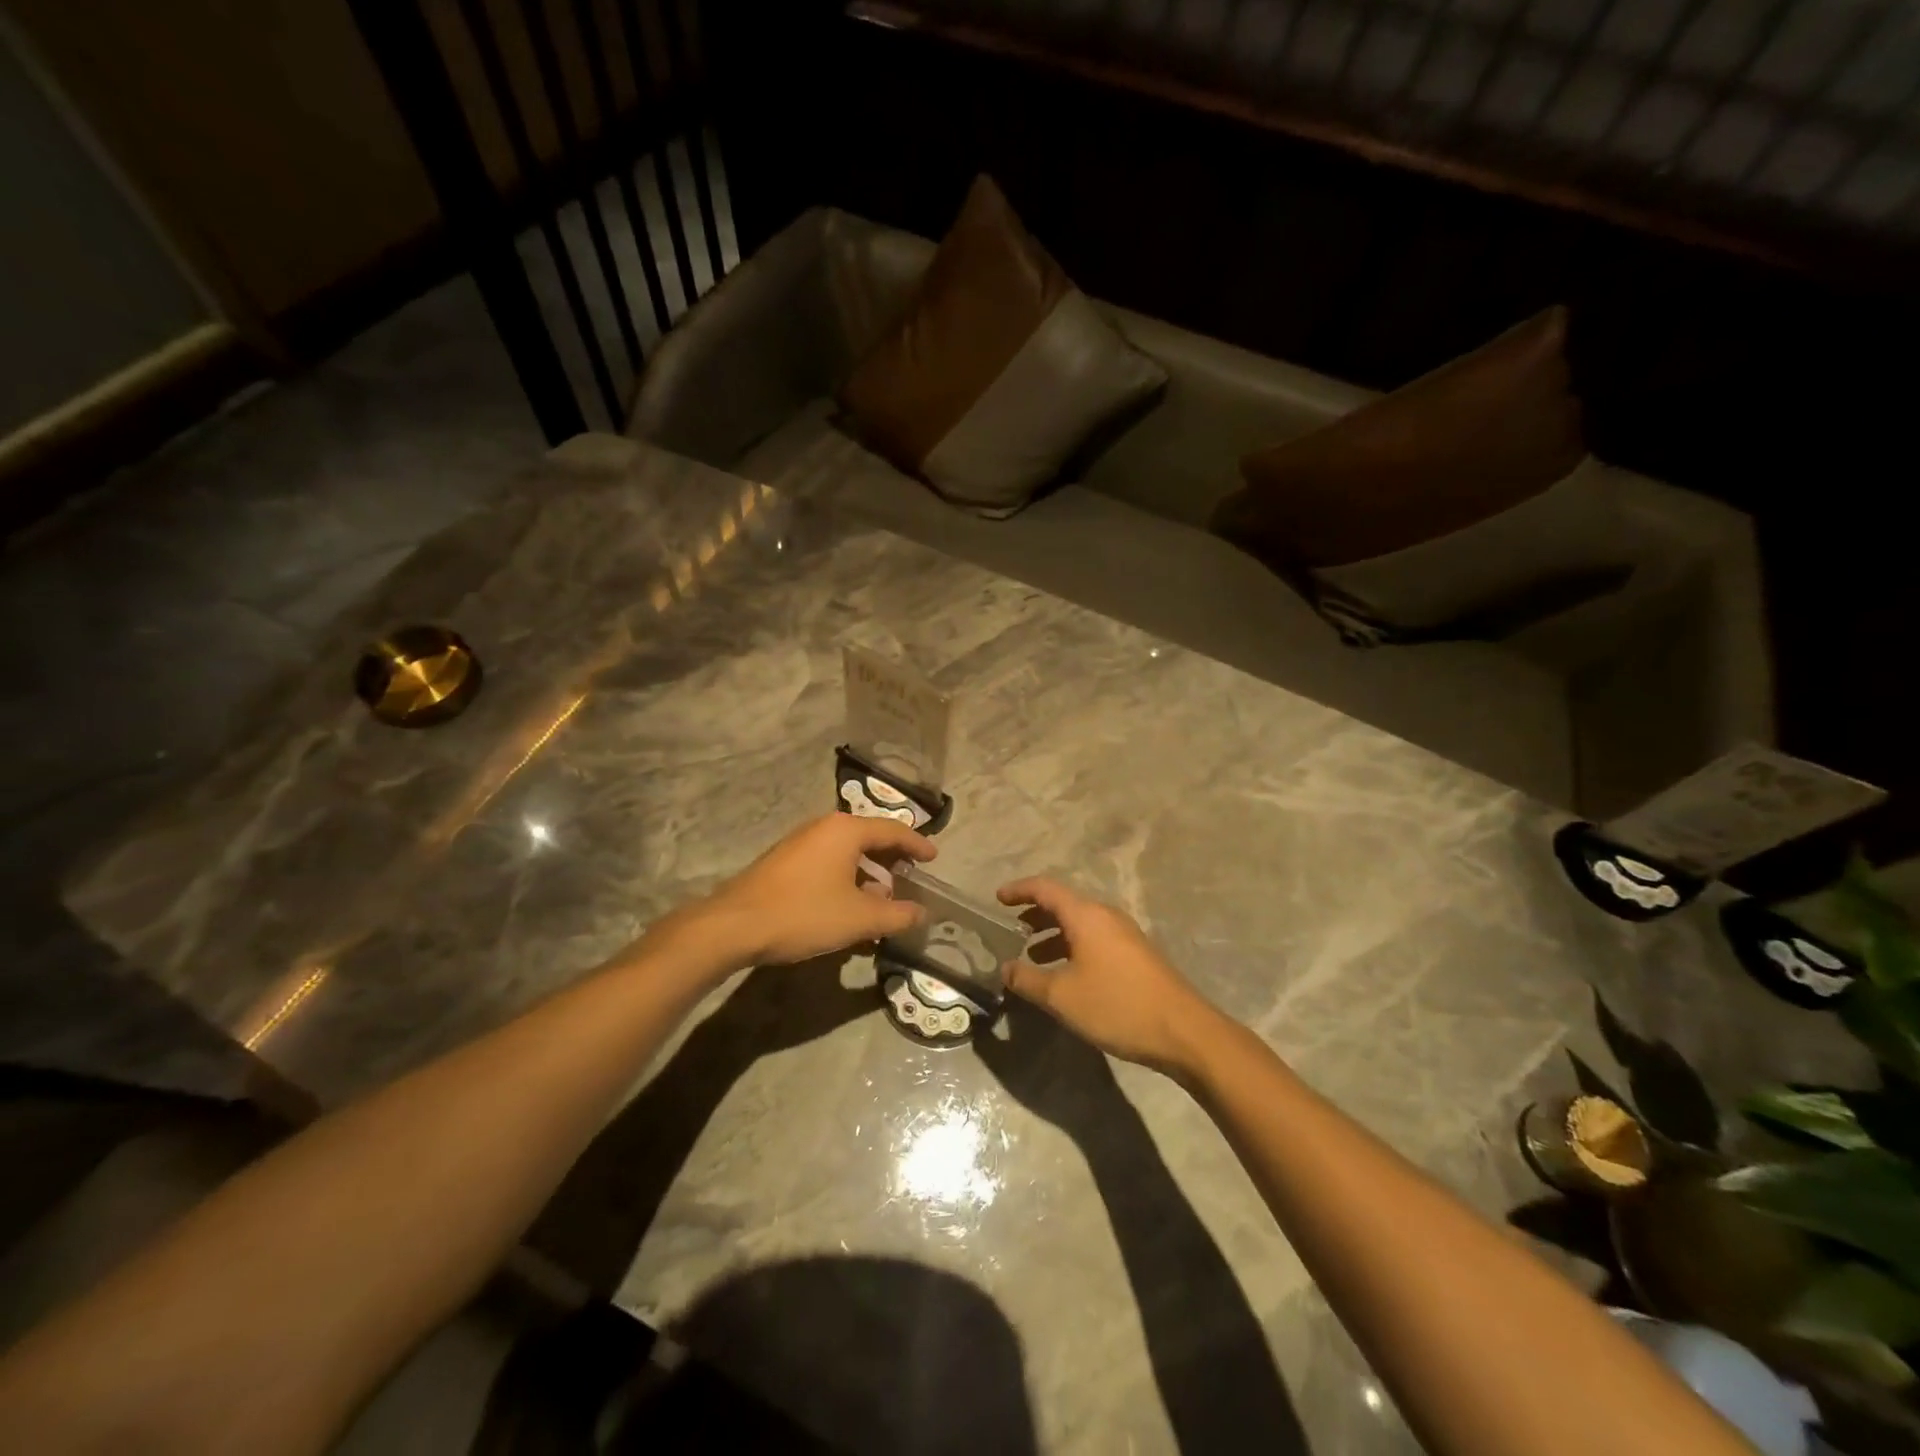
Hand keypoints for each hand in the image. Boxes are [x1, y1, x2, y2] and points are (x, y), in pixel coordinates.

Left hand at [691, 813, 935, 968]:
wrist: (734, 925)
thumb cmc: (804, 913)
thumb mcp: (859, 919)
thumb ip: (897, 915)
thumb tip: (922, 913)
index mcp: (846, 830)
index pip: (893, 830)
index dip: (917, 845)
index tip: (934, 858)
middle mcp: (823, 827)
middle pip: (868, 838)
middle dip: (892, 859)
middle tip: (911, 879)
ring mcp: (800, 843)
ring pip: (846, 852)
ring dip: (868, 873)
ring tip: (881, 900)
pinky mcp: (783, 862)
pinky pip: (827, 862)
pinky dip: (846, 878)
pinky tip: (846, 907)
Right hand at [995, 878, 1219, 1075]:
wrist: (1183, 1031)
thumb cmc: (1117, 1005)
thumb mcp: (1062, 996)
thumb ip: (1027, 979)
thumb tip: (1005, 968)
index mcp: (1086, 915)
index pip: (1045, 888)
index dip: (1019, 890)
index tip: (998, 898)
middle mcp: (1106, 916)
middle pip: (1064, 903)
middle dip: (1035, 914)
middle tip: (1011, 929)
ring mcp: (1124, 935)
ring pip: (1080, 923)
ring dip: (1053, 934)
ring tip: (1032, 955)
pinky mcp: (1135, 954)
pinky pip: (1094, 939)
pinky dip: (1072, 946)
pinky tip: (1065, 974)